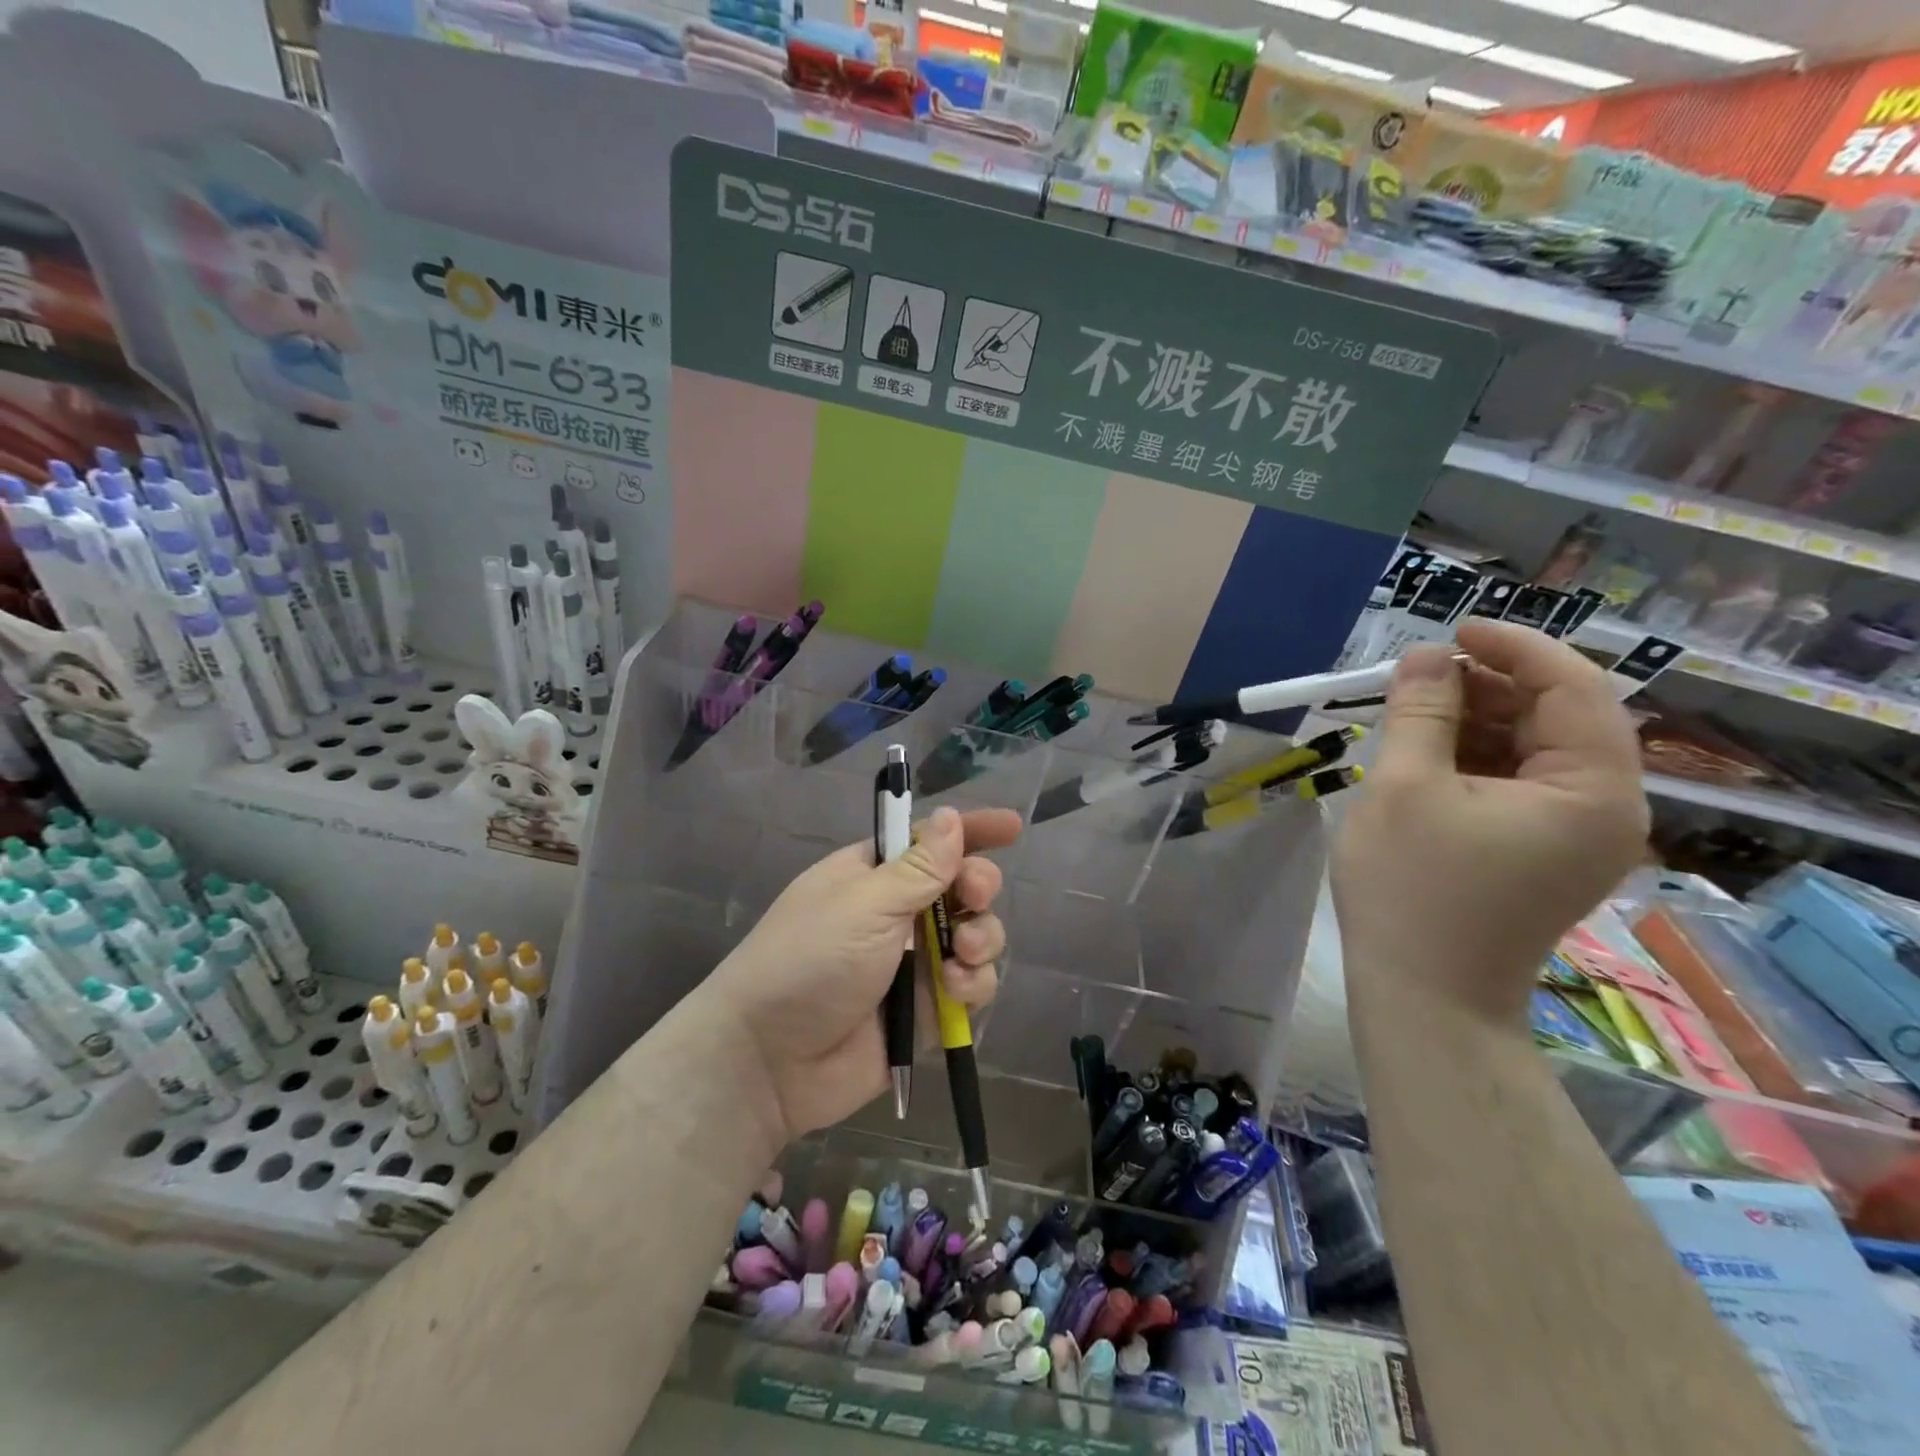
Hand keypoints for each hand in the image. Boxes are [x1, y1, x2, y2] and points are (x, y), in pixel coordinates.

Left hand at [706, 805, 1020, 1148]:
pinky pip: (971, 986)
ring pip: (975, 937)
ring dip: (982, 939)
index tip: (1012, 828)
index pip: (931, 842)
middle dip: (979, 887)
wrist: (771, 1060)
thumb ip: (919, 867)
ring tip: (963, 955)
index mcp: (875, 876)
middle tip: (975, 897)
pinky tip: (956, 990)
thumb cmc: (810, 959)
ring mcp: (915, 963)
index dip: (971, 831)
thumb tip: (951, 817)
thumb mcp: (865, 904)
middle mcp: (899, 914)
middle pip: (962, 888)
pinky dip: (973, 984)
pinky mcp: (928, 1009)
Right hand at [1332, 621, 1648, 1026]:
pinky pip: (1522, 782)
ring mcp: (1579, 834)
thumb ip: (1420, 711)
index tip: (1451, 630)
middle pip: (1560, 716)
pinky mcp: (1546, 851)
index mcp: (1592, 790)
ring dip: (1478, 719)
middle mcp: (1607, 808)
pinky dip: (1477, 757)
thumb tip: (1426, 654)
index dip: (1515, 647)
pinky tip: (1426, 754)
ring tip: (1412, 712)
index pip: (1574, 687)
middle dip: (1489, 684)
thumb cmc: (1411, 890)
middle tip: (1418, 675)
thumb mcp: (1403, 788)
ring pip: (1536, 748)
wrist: (1424, 996)